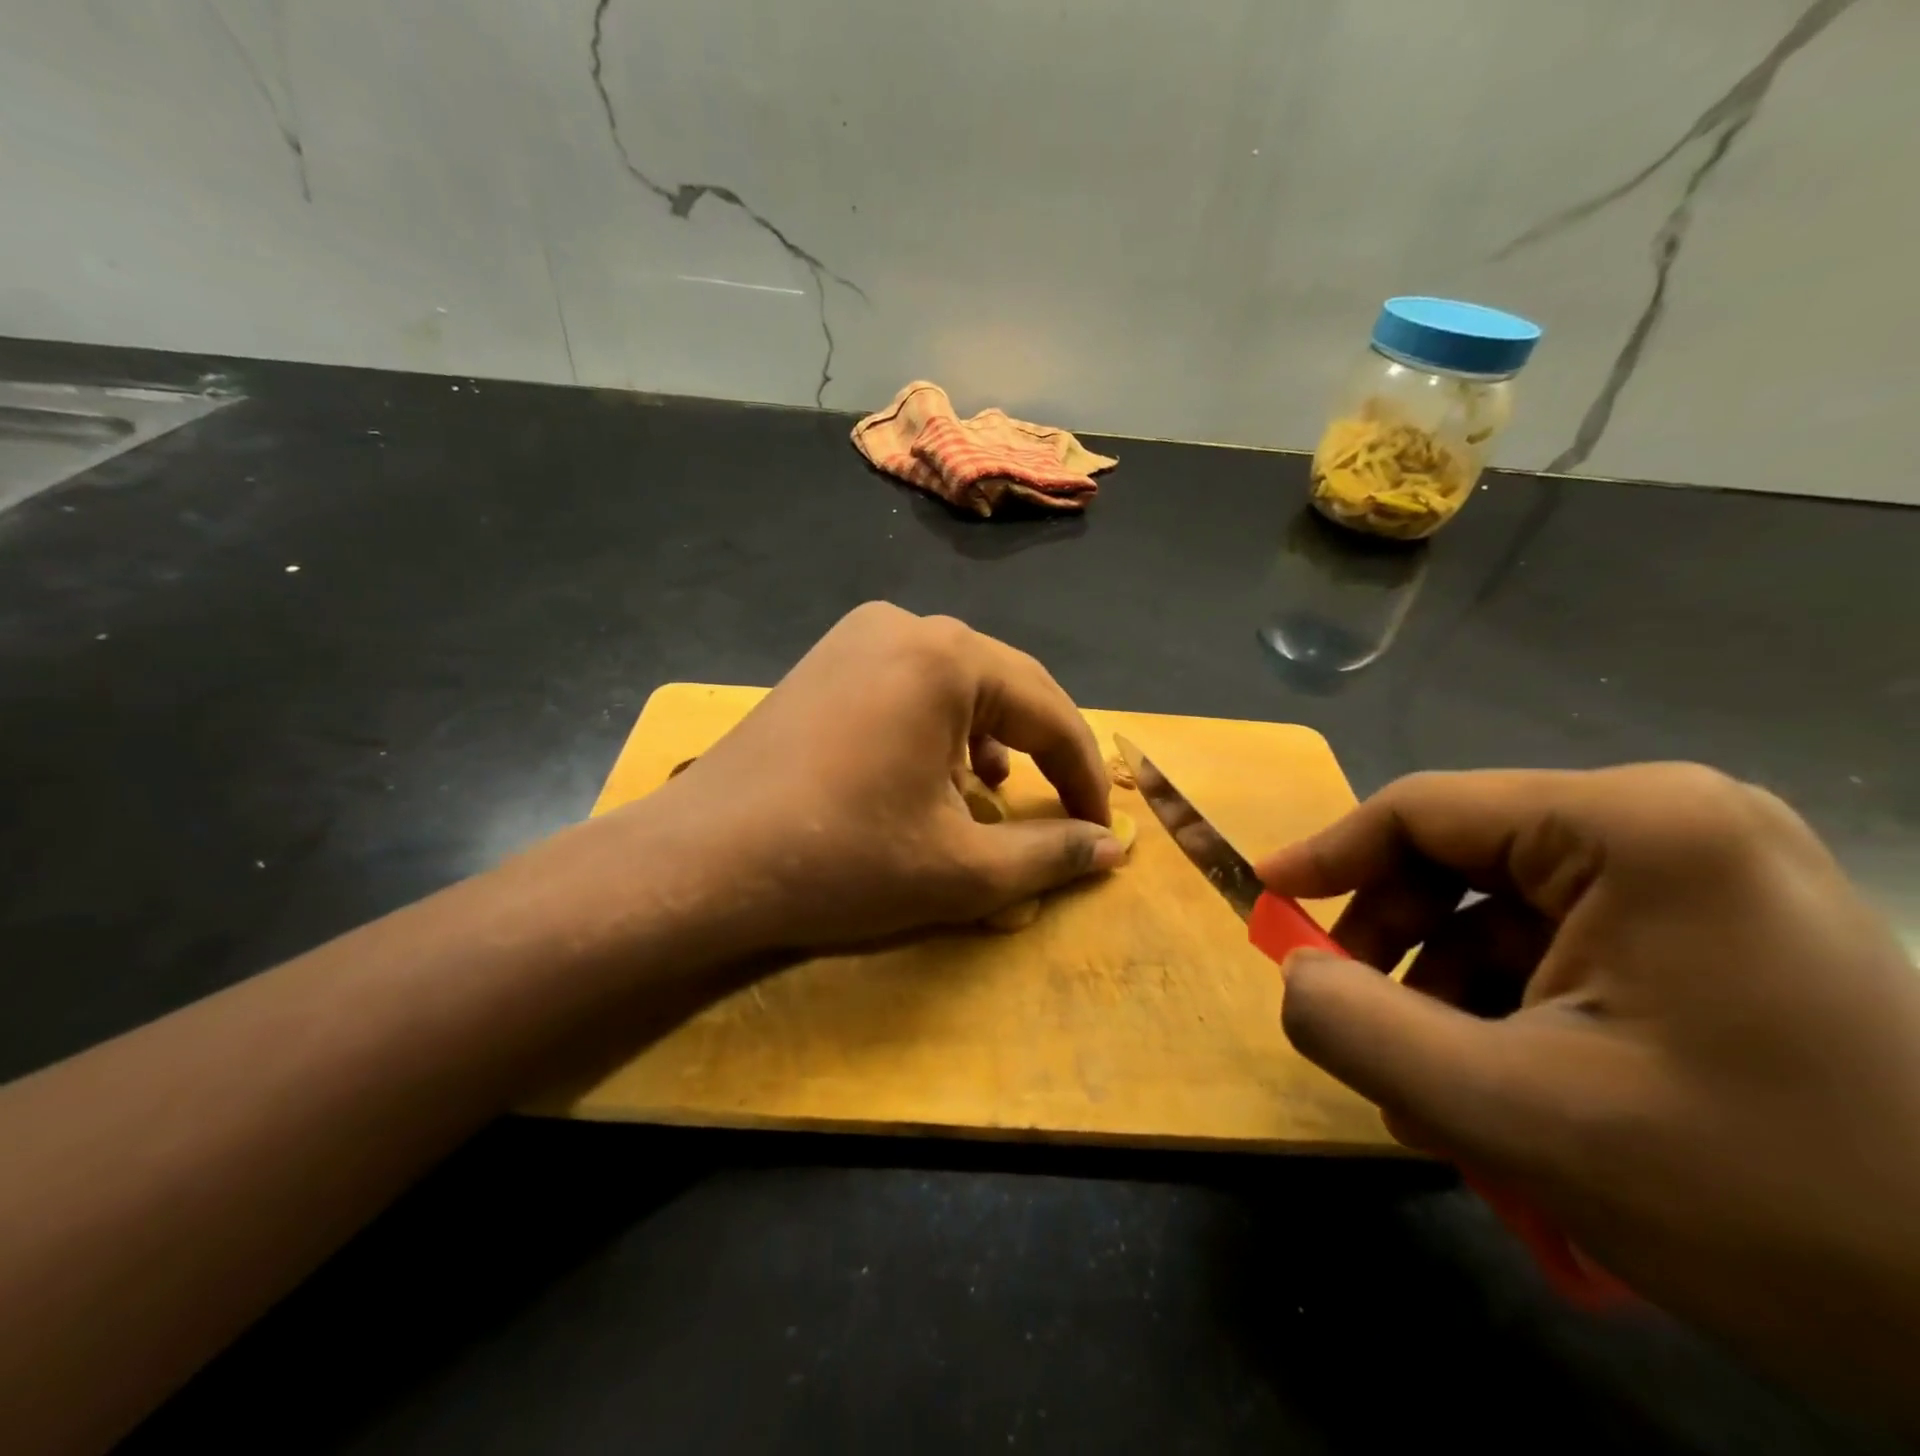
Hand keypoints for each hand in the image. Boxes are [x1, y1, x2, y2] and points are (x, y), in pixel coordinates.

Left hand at [618, 602, 1120, 954]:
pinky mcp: (824, 662)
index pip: (1050, 712)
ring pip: (957, 684)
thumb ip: (1048, 854)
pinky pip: (908, 686)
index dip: (1084, 776)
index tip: (1101, 830)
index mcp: (947, 658)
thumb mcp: (961, 869)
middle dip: (1040, 751)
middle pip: (1006, 687)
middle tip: (1061, 808)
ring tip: (993, 792)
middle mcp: (905, 627)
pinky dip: (939, 727)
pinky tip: (931, 772)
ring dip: (991, 737)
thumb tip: (1111, 848)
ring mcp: (856, 638)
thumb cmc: (840, 860)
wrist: (699, 862)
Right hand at [1259, 764, 1919, 1415]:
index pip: (1423, 811)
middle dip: (1396, 950)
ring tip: (1431, 1096)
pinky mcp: (1719, 936)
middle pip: (1461, 862)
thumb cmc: (1772, 1205)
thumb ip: (1360, 1028)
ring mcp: (1705, 880)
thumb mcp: (1519, 1117)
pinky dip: (1507, 1012)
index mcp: (1634, 828)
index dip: (1327, 856)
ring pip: (1502, 915)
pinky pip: (1561, 950)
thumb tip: (1293, 973)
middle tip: (1359, 1028)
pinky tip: (1502, 1095)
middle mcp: (1671, 826)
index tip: (1265, 903)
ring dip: (1446, 996)